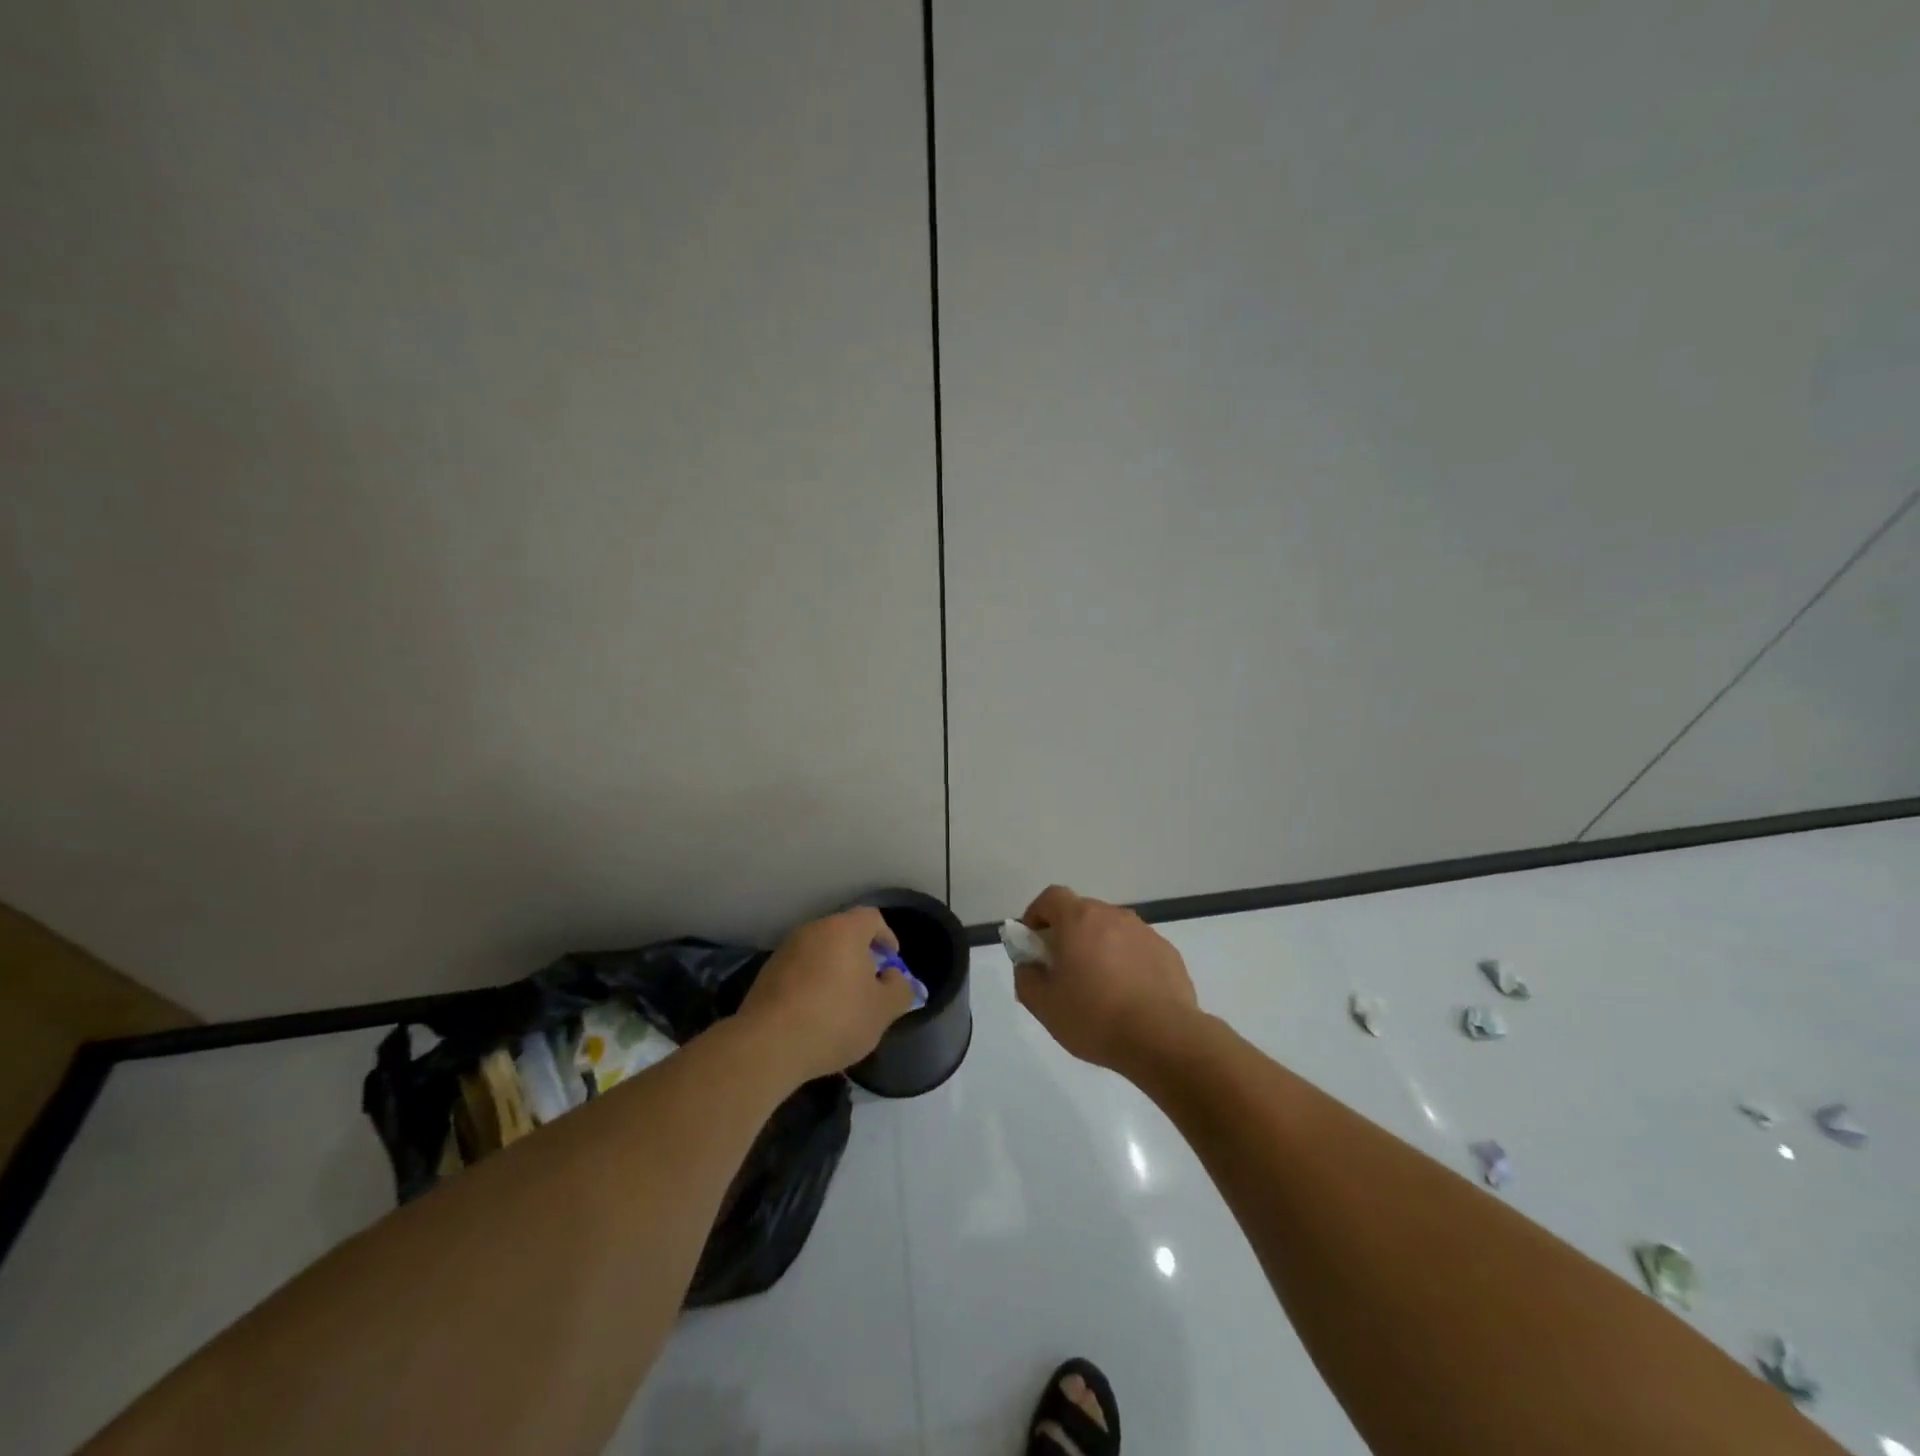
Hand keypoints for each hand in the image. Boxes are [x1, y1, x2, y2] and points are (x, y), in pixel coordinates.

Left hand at [739, 907, 917, 1082]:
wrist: (769, 1044)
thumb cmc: (836, 1019)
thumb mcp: (883, 1010)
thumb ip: (899, 989)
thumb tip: (894, 977)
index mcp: (844, 930)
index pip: (872, 918)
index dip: (887, 937)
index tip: (892, 962)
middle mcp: (813, 930)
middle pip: (844, 934)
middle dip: (860, 956)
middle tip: (869, 985)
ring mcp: (785, 950)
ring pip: (819, 952)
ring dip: (833, 971)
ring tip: (841, 1004)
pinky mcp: (766, 974)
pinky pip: (799, 971)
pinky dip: (811, 984)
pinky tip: (813, 1015)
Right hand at [1014, 885, 1198, 1073]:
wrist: (1163, 1038)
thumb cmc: (1095, 1017)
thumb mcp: (1044, 1005)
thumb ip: (1026, 978)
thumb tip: (1029, 965)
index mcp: (1079, 920)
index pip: (1051, 897)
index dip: (1037, 914)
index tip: (1033, 942)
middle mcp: (1112, 916)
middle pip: (1083, 913)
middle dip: (1068, 934)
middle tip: (1063, 970)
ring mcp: (1144, 932)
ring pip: (1112, 931)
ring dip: (1099, 948)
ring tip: (1099, 987)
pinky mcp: (1167, 952)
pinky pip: (1137, 949)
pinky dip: (1127, 963)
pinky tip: (1129, 996)